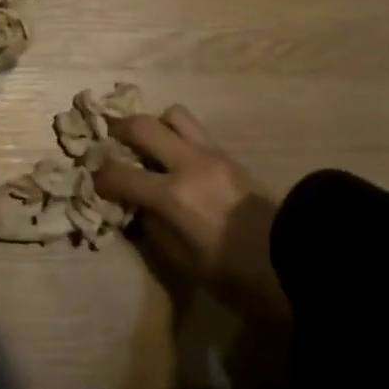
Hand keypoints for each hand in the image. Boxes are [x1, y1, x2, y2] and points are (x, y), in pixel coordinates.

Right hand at [94, 106, 289, 329]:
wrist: (295, 258)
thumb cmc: (237, 273)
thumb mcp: (187, 263)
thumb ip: (156, 229)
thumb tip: (139, 208)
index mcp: (174, 195)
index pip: (120, 174)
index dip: (100, 177)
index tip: (92, 180)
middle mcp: (188, 163)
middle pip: (142, 125)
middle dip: (119, 130)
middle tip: (110, 142)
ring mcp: (211, 153)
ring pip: (172, 114)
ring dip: (155, 125)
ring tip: (149, 145)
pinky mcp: (228, 153)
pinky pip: (194, 130)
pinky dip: (176, 135)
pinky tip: (176, 157)